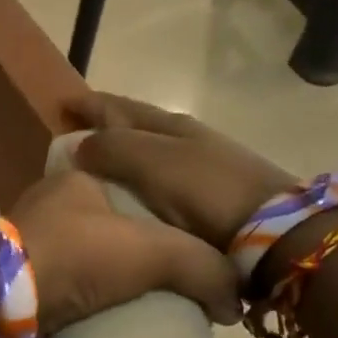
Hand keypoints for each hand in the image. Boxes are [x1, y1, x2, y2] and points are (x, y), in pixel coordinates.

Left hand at [8, 169, 240, 333]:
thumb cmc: (77, 255)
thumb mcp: (154, 251)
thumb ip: (202, 267)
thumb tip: (233, 301)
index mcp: (78, 180)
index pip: (135, 193)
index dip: (163, 223)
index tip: (181, 258)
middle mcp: (48, 203)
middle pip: (107, 227)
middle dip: (132, 255)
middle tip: (161, 288)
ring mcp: (25, 241)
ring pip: (81, 258)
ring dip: (102, 280)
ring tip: (133, 309)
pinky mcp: (11, 279)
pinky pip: (59, 286)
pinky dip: (79, 300)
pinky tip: (97, 319)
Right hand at [67, 94, 296, 251]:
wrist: (274, 231)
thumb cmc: (206, 191)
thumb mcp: (153, 163)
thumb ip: (114, 148)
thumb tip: (80, 144)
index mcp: (171, 126)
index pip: (121, 107)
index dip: (92, 105)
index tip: (64, 105)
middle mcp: (188, 140)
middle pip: (138, 126)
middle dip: (107, 125)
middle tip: (77, 133)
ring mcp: (204, 168)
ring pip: (152, 153)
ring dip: (125, 153)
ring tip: (100, 166)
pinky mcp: (213, 199)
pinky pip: (163, 181)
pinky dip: (143, 180)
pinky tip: (136, 195)